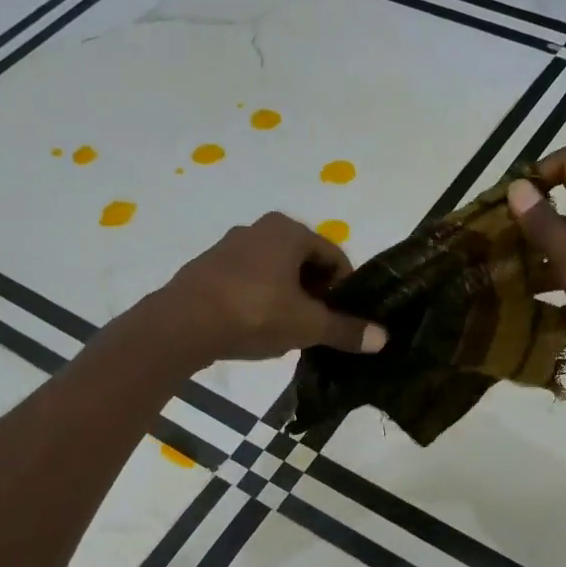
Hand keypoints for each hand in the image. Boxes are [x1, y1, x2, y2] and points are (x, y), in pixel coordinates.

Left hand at [151, 212, 387, 364]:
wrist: (182, 324)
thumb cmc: (255, 314)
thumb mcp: (307, 326)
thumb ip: (346, 330)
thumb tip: (383, 338)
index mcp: (289, 231)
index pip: (334, 256)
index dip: (345, 289)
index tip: (345, 318)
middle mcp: (260, 229)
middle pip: (304, 262)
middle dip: (316, 293)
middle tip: (319, 326)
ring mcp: (229, 246)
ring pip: (275, 272)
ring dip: (288, 297)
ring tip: (289, 330)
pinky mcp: (207, 267)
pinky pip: (248, 280)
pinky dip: (260, 299)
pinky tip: (256, 327)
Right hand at [508, 147, 565, 406]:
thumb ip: (547, 230)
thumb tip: (517, 188)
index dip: (534, 175)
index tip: (501, 207)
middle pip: (565, 214)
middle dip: (526, 230)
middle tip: (487, 254)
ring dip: (538, 268)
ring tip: (499, 290)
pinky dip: (559, 299)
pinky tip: (532, 320)